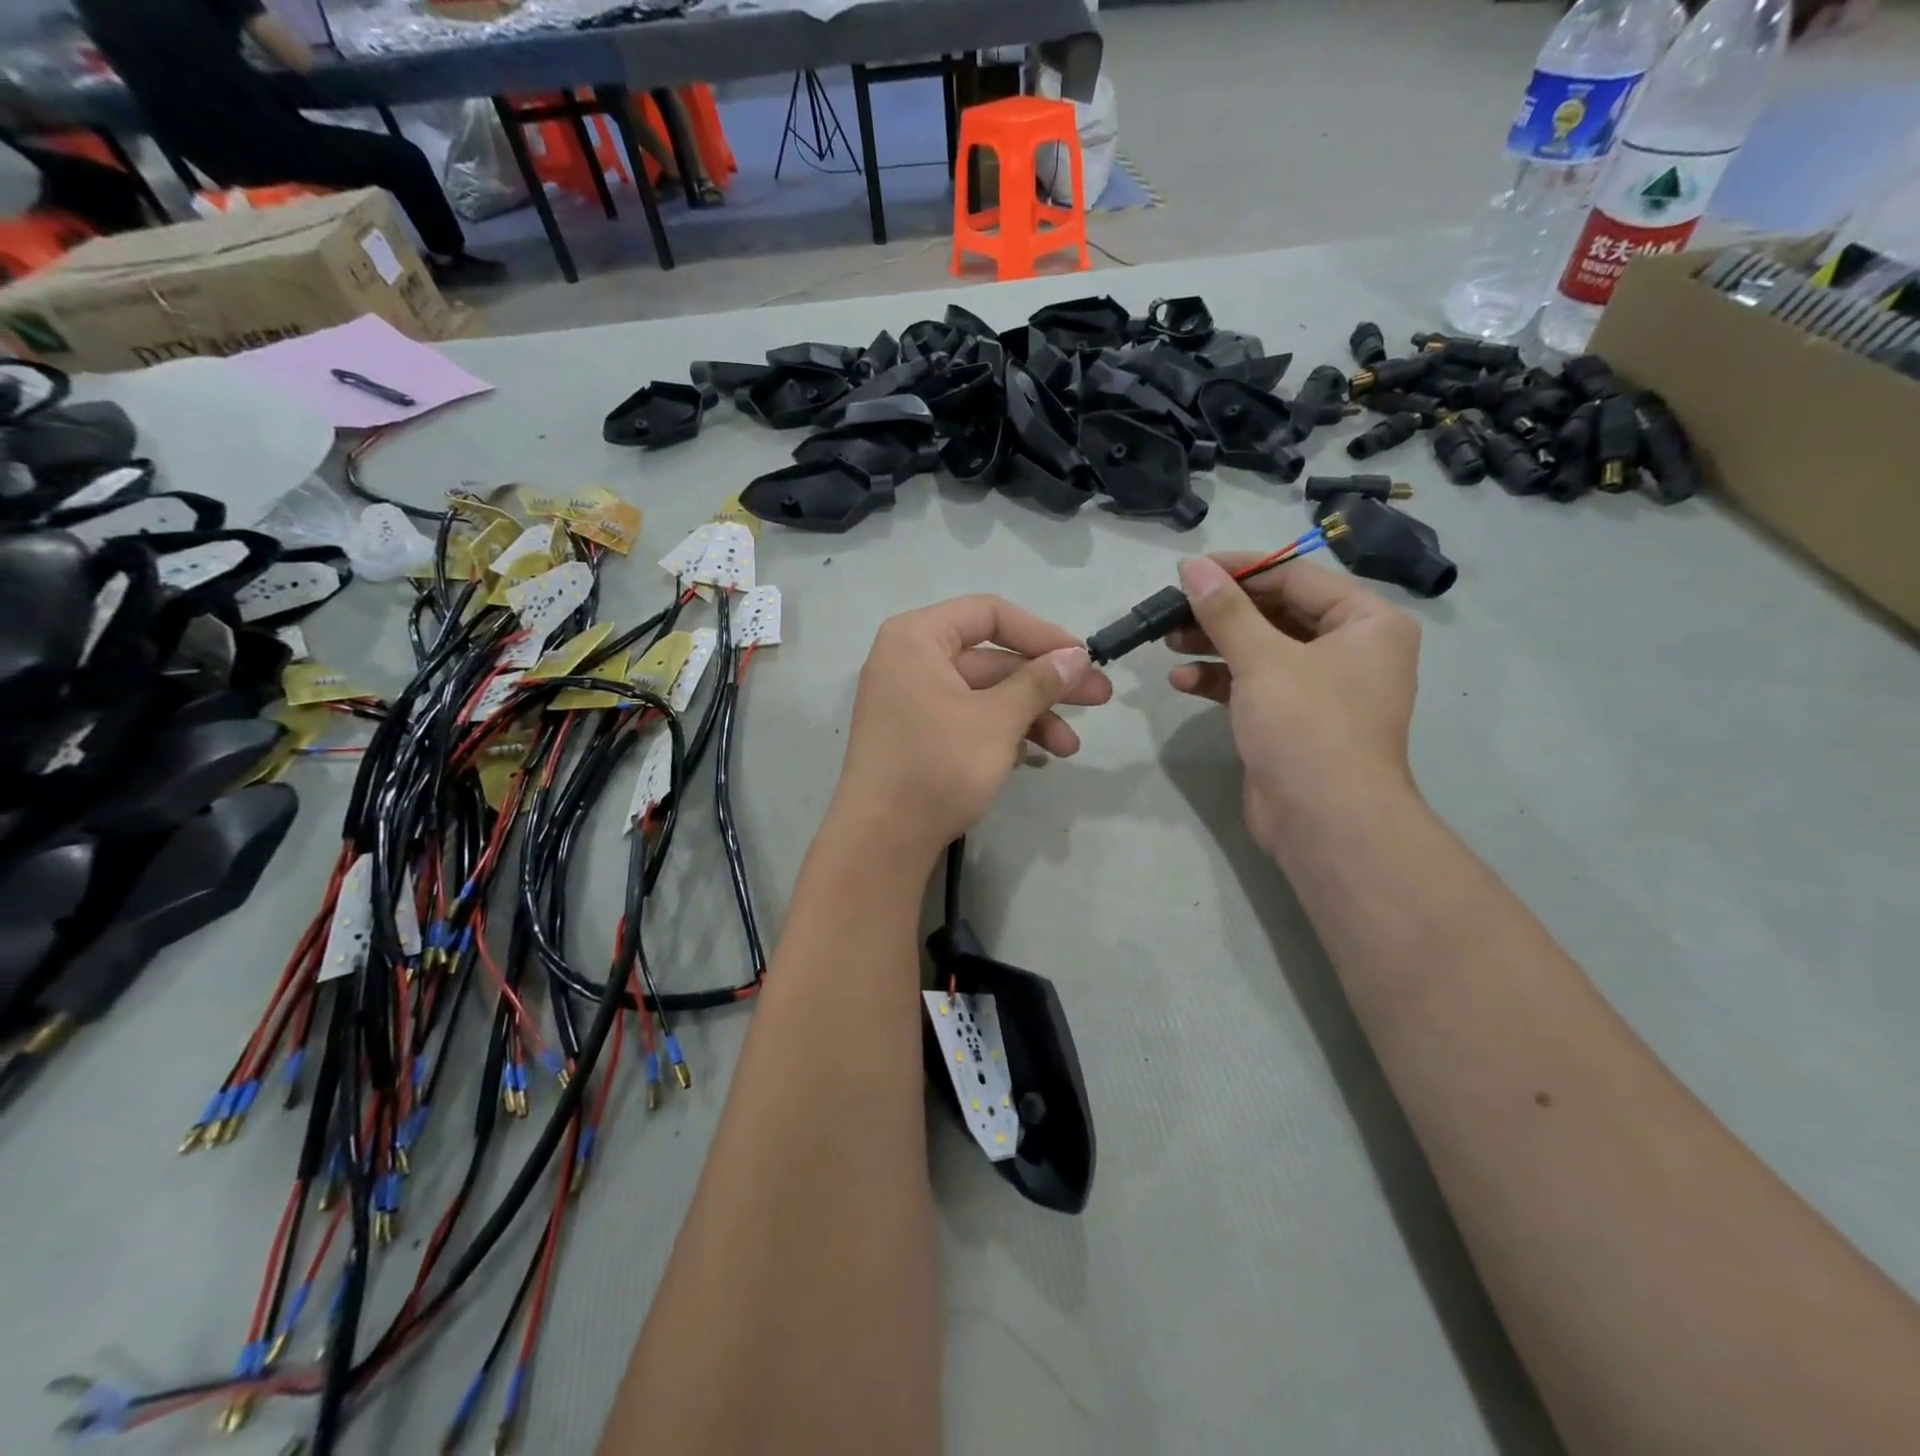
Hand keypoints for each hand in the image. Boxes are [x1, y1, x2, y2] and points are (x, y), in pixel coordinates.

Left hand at [831, 596, 1111, 864]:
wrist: (881, 841)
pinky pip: (967, 720)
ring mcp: (910, 701)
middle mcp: (908, 661)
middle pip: (990, 658)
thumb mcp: (997, 720)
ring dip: (1030, 717)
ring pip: (983, 695)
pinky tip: (1033, 760)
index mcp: (917, 638)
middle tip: (1100, 699)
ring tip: (1069, 749)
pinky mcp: (916, 737)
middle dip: (1046, 683)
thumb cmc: (938, 766)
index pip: (989, 613)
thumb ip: (1040, 682)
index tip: (1082, 659)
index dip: (1041, 634)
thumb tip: (1077, 655)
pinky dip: (1001, 734)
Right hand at [1168, 555, 1420, 853]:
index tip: (1189, 572)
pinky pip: (1254, 685)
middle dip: (1221, 613)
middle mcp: (1350, 649)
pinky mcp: (1293, 720)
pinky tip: (1182, 682)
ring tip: (1168, 642)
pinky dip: (1220, 681)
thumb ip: (1225, 610)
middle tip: (1172, 610)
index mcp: (1366, 622)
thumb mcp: (1263, 659)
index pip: (1296, 578)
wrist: (1325, 821)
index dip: (1240, 570)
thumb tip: (1192, 565)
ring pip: (1260, 650)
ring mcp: (1321, 688)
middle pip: (1276, 613)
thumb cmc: (1307, 726)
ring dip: (1214, 645)